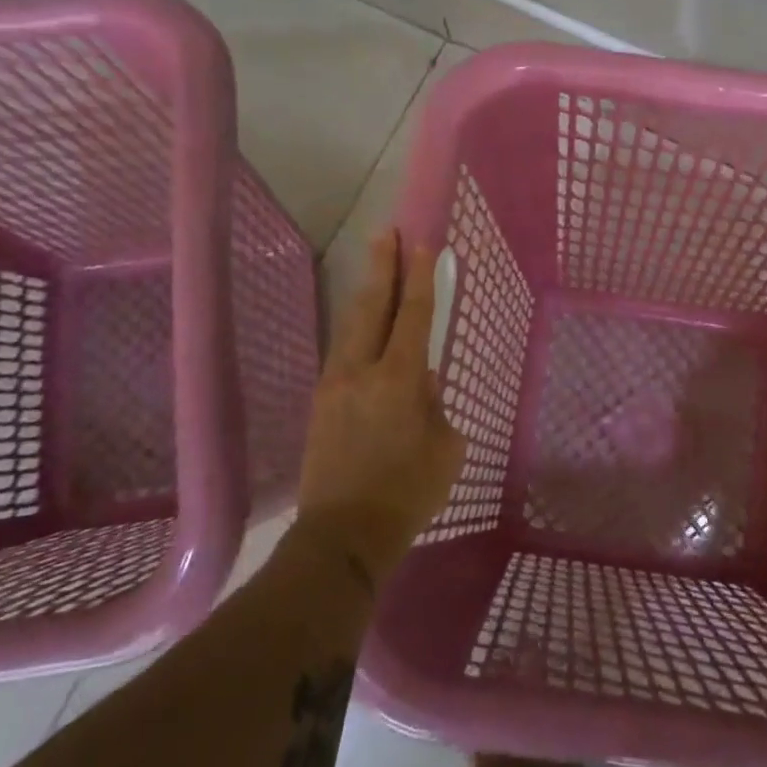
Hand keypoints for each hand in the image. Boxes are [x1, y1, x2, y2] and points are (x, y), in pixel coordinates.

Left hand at [295, 232, 465, 584]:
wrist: (344, 534)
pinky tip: (365, 331)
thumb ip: (435, 406)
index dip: (420, 278)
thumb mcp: (445, 448)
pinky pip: (342, 354)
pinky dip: (357, 332)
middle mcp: (361, 371)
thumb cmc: (409, 493)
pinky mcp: (320, 403)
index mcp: (398, 379)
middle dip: (382, 268)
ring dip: (366, 295)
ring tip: (374, 270)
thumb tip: (421, 383)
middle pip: (372, 307)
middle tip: (387, 233)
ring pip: (351, 327)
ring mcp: (335, 385)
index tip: (422, 244)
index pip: (414, 316)